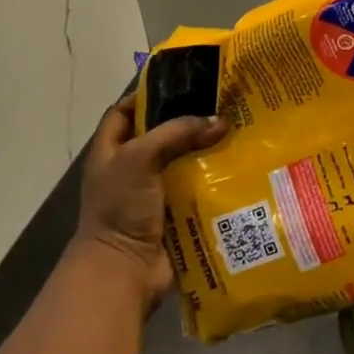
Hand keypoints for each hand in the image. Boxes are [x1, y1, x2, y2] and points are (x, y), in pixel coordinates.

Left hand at [76, 98, 227, 300]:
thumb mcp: (140, 158)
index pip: (123, 112)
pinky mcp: (178, 213)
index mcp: (111, 153)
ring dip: (209, 149)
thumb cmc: (120, 207)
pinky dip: (218, 178)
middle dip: (190, 120)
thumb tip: (221, 122)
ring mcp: (155, 194)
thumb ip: (178, 133)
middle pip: (163, 135)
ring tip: (241, 129)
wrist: (123, 271)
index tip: (182, 82)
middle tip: (223, 103)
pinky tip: (242, 164)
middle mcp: (132, 170)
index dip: (145, 95)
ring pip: (186, 161)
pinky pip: (201, 188)